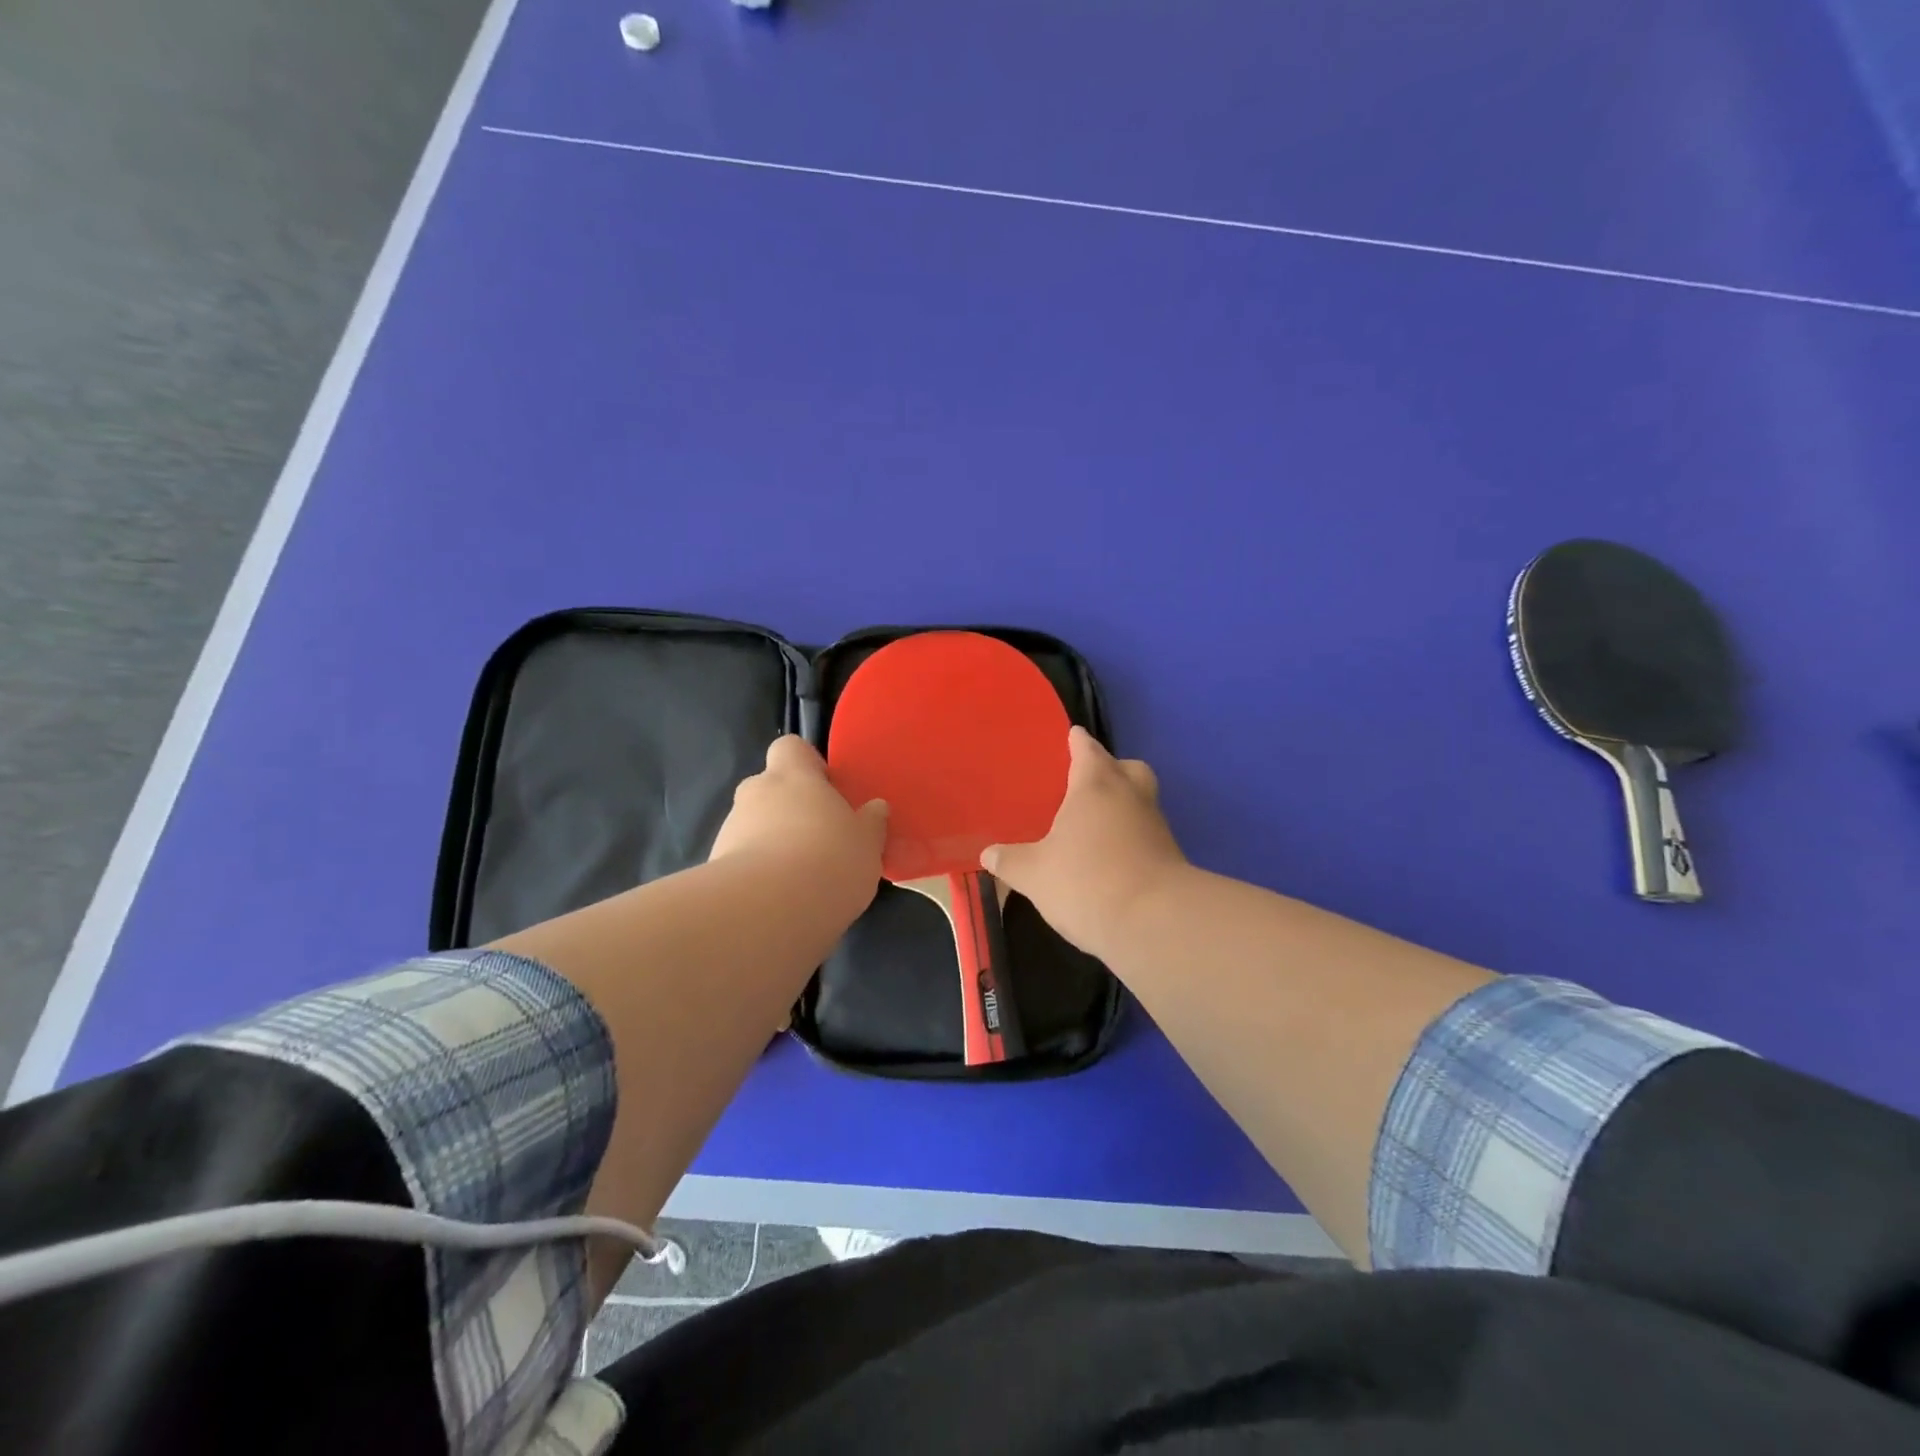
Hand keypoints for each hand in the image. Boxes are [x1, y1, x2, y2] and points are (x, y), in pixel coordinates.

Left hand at [710, 736, 888, 923]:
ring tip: (799, 879)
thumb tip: (875, 807)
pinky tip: (779, 899)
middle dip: (789, 809)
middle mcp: (756, 792)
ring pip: (754, 825)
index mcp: (793, 775)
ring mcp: (730, 828)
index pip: (790, 748)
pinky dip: (757, 873)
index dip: (806, 763)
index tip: (826, 788)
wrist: (767, 911)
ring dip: (772, 842)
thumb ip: (871, 822)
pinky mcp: (714, 866)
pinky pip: (742, 860)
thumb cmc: (829, 860)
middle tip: (818, 838)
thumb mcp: (867, 843)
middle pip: (770, 788)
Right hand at [982, 727, 1188, 958]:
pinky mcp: (1171, 857)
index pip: (1087, 750)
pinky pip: (1147, 834)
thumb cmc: (1086, 882)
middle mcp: (1131, 796)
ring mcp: (1156, 826)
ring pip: (1141, 800)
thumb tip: (988, 854)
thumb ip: (1010, 861)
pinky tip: (1111, 857)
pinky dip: (1131, 837)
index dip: (1078, 742)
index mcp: (1096, 786)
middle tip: (1088, 782)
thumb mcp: (1034, 874)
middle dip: (1110, 768)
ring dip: (1123, 805)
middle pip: (1127, 768)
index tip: (1072, 735)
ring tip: (1095, 824)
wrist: (1154, 923)